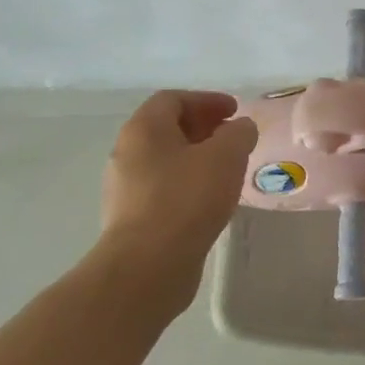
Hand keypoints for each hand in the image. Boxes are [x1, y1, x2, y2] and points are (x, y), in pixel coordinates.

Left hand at [100, 91, 258, 297]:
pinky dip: (189, 182)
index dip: (206, 100)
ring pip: (166, 159)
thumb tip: (239, 128)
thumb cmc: (187, 198)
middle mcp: (127, 153)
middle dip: (203, 127)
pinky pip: (164, 187)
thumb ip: (238, 133)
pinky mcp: (133, 217)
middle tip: (234, 136)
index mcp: (144, 129)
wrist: (149, 264)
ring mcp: (125, 188)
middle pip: (166, 128)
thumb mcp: (227, 155)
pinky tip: (211, 197)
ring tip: (228, 168)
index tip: (235, 111)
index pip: (173, 99)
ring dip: (197, 156)